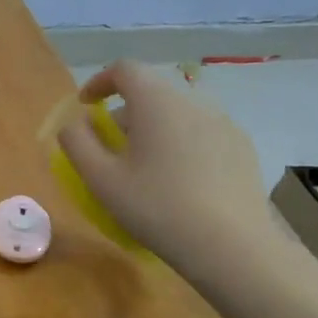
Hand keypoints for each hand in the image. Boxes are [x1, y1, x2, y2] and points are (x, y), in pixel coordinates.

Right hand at [58, 61, 272, 276]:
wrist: (232, 247)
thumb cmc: (157, 208)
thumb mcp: (100, 179)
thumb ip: (77, 143)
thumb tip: (75, 124)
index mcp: (157, 103)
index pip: (125, 69)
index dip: (99, 82)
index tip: (85, 107)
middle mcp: (194, 103)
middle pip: (150, 95)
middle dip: (124, 116)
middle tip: (110, 152)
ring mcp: (224, 125)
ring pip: (177, 116)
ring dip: (153, 132)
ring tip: (144, 171)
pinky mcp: (243, 149)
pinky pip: (201, 135)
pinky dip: (180, 146)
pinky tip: (179, 185)